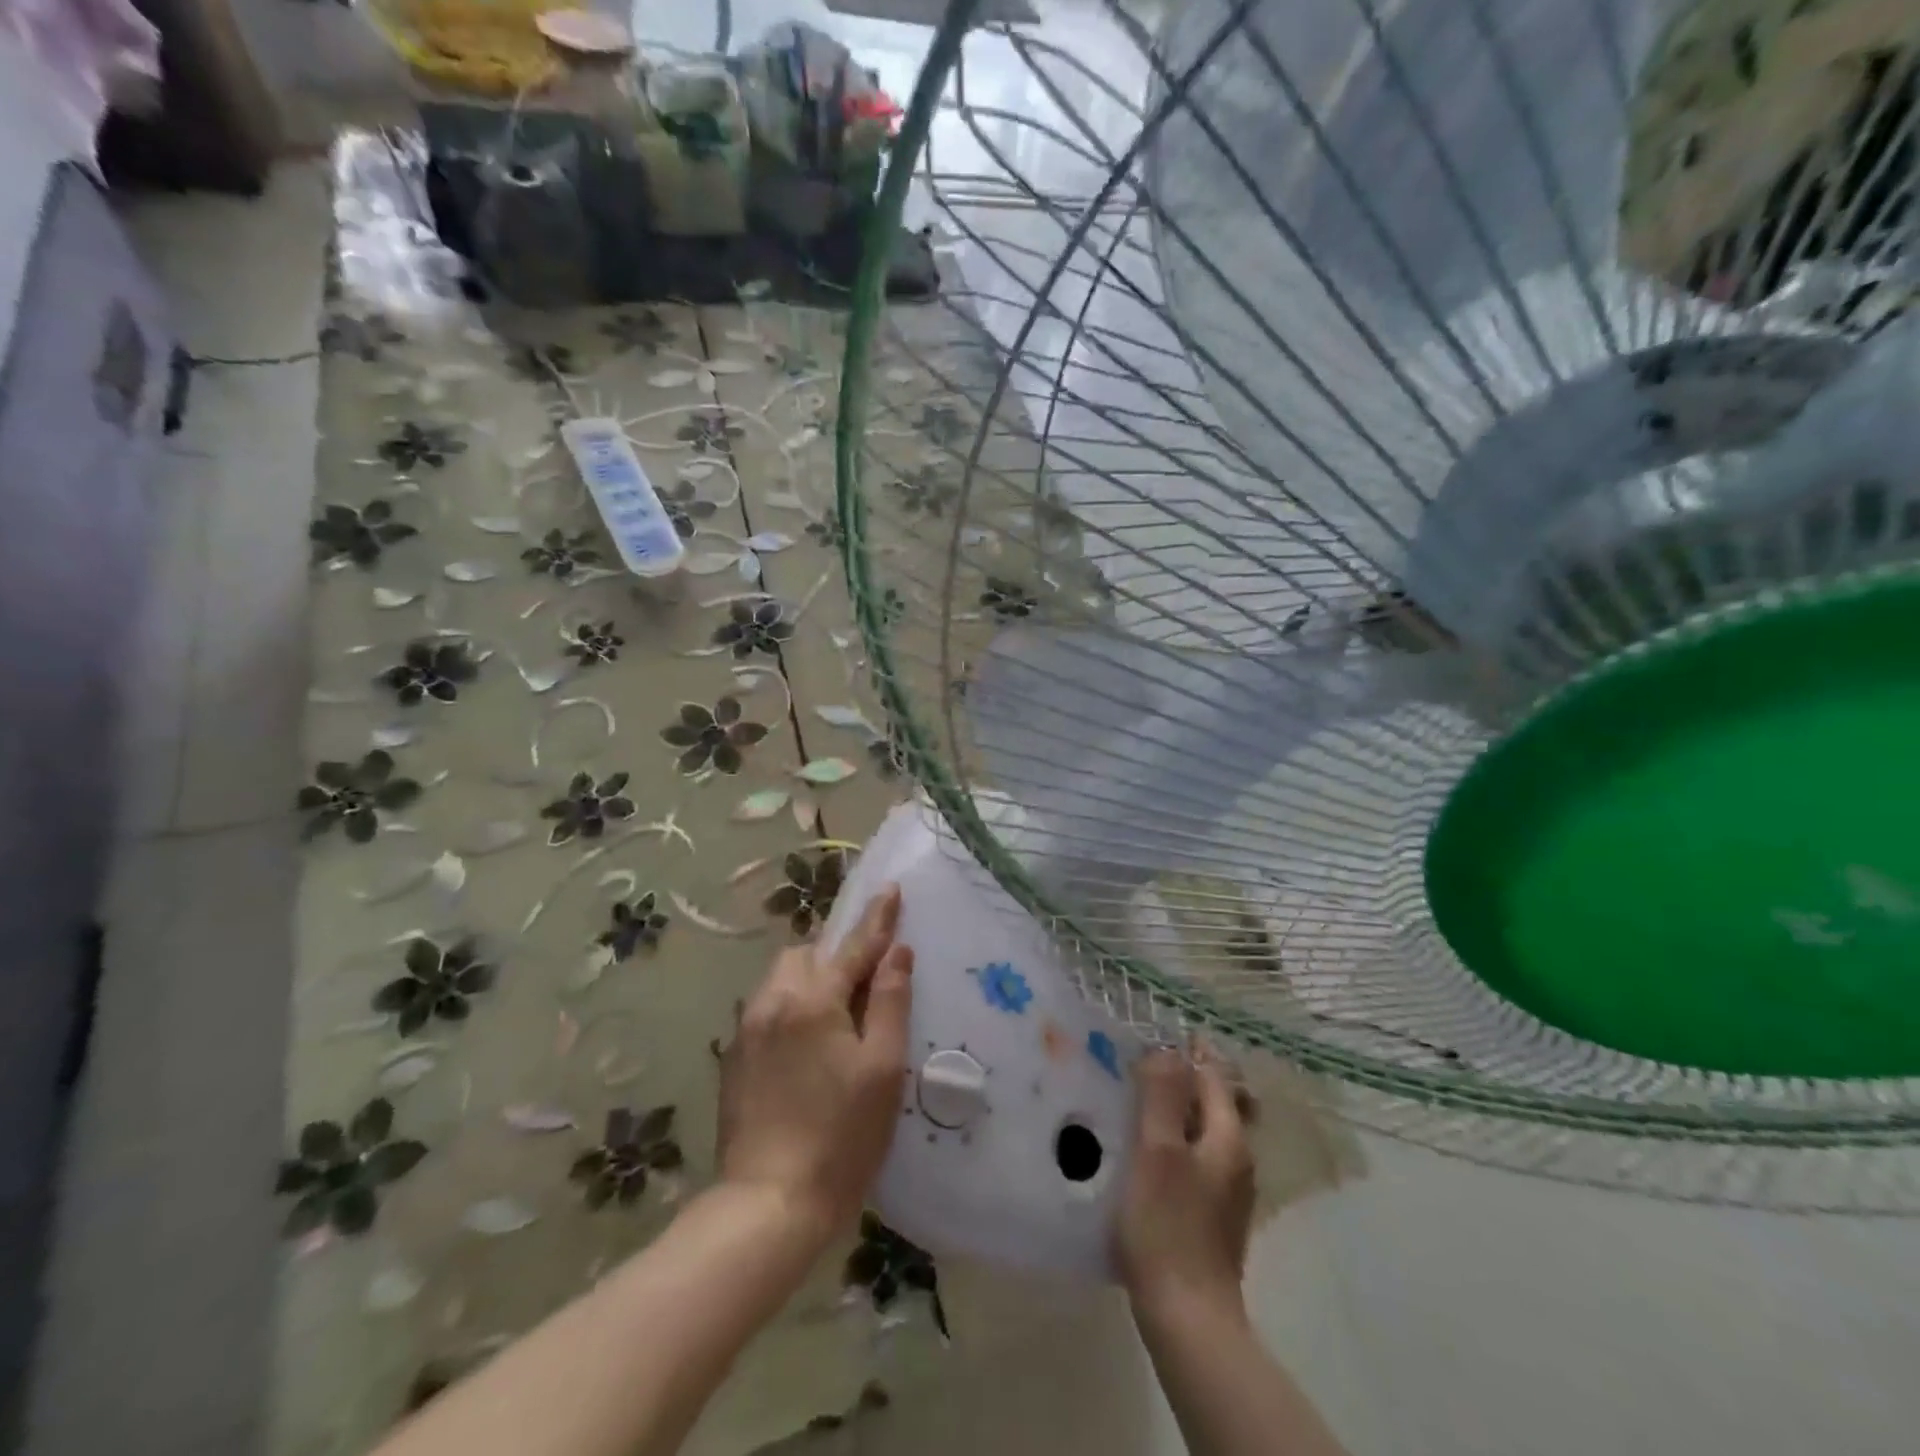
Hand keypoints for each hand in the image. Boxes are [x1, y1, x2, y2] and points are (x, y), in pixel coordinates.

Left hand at [716, 885, 913, 1244]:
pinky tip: (806, 1047)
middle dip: (835, 955)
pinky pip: (766, 1009)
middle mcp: (772, 1002)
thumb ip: (891, 1002)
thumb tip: (898, 952)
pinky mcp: (733, 1059)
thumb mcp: (883, 1068)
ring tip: (836, 1015)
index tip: (891, 889)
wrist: (768, 1205)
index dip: (877, 919)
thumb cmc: (841, 1136)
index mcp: (813, 1000)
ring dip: (811, 980)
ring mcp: (746, 1030)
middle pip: (806, 955)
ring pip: (781, 980)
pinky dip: (791, 1008)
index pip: (853, 946)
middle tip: (863, 982)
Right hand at [1116, 1049, 1255, 1325]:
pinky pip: (1199, 1154)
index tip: (1155, 1035)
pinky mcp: (1214, 1213)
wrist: (1188, 1317)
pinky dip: (1179, 1136)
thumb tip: (1167, 1048)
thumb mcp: (1157, 1151)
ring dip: (1182, 1106)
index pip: (1214, 1075)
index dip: (1188, 1051)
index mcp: (1228, 1137)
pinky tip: (1151, 1147)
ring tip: (1142, 1097)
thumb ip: (1162, 1095)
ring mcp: (1228, 1189)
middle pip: (1218, 1100)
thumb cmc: (1167, 1226)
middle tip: (1146, 1063)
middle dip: (1188, 1076)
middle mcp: (1237, 1157)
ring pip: (1208, 1128)